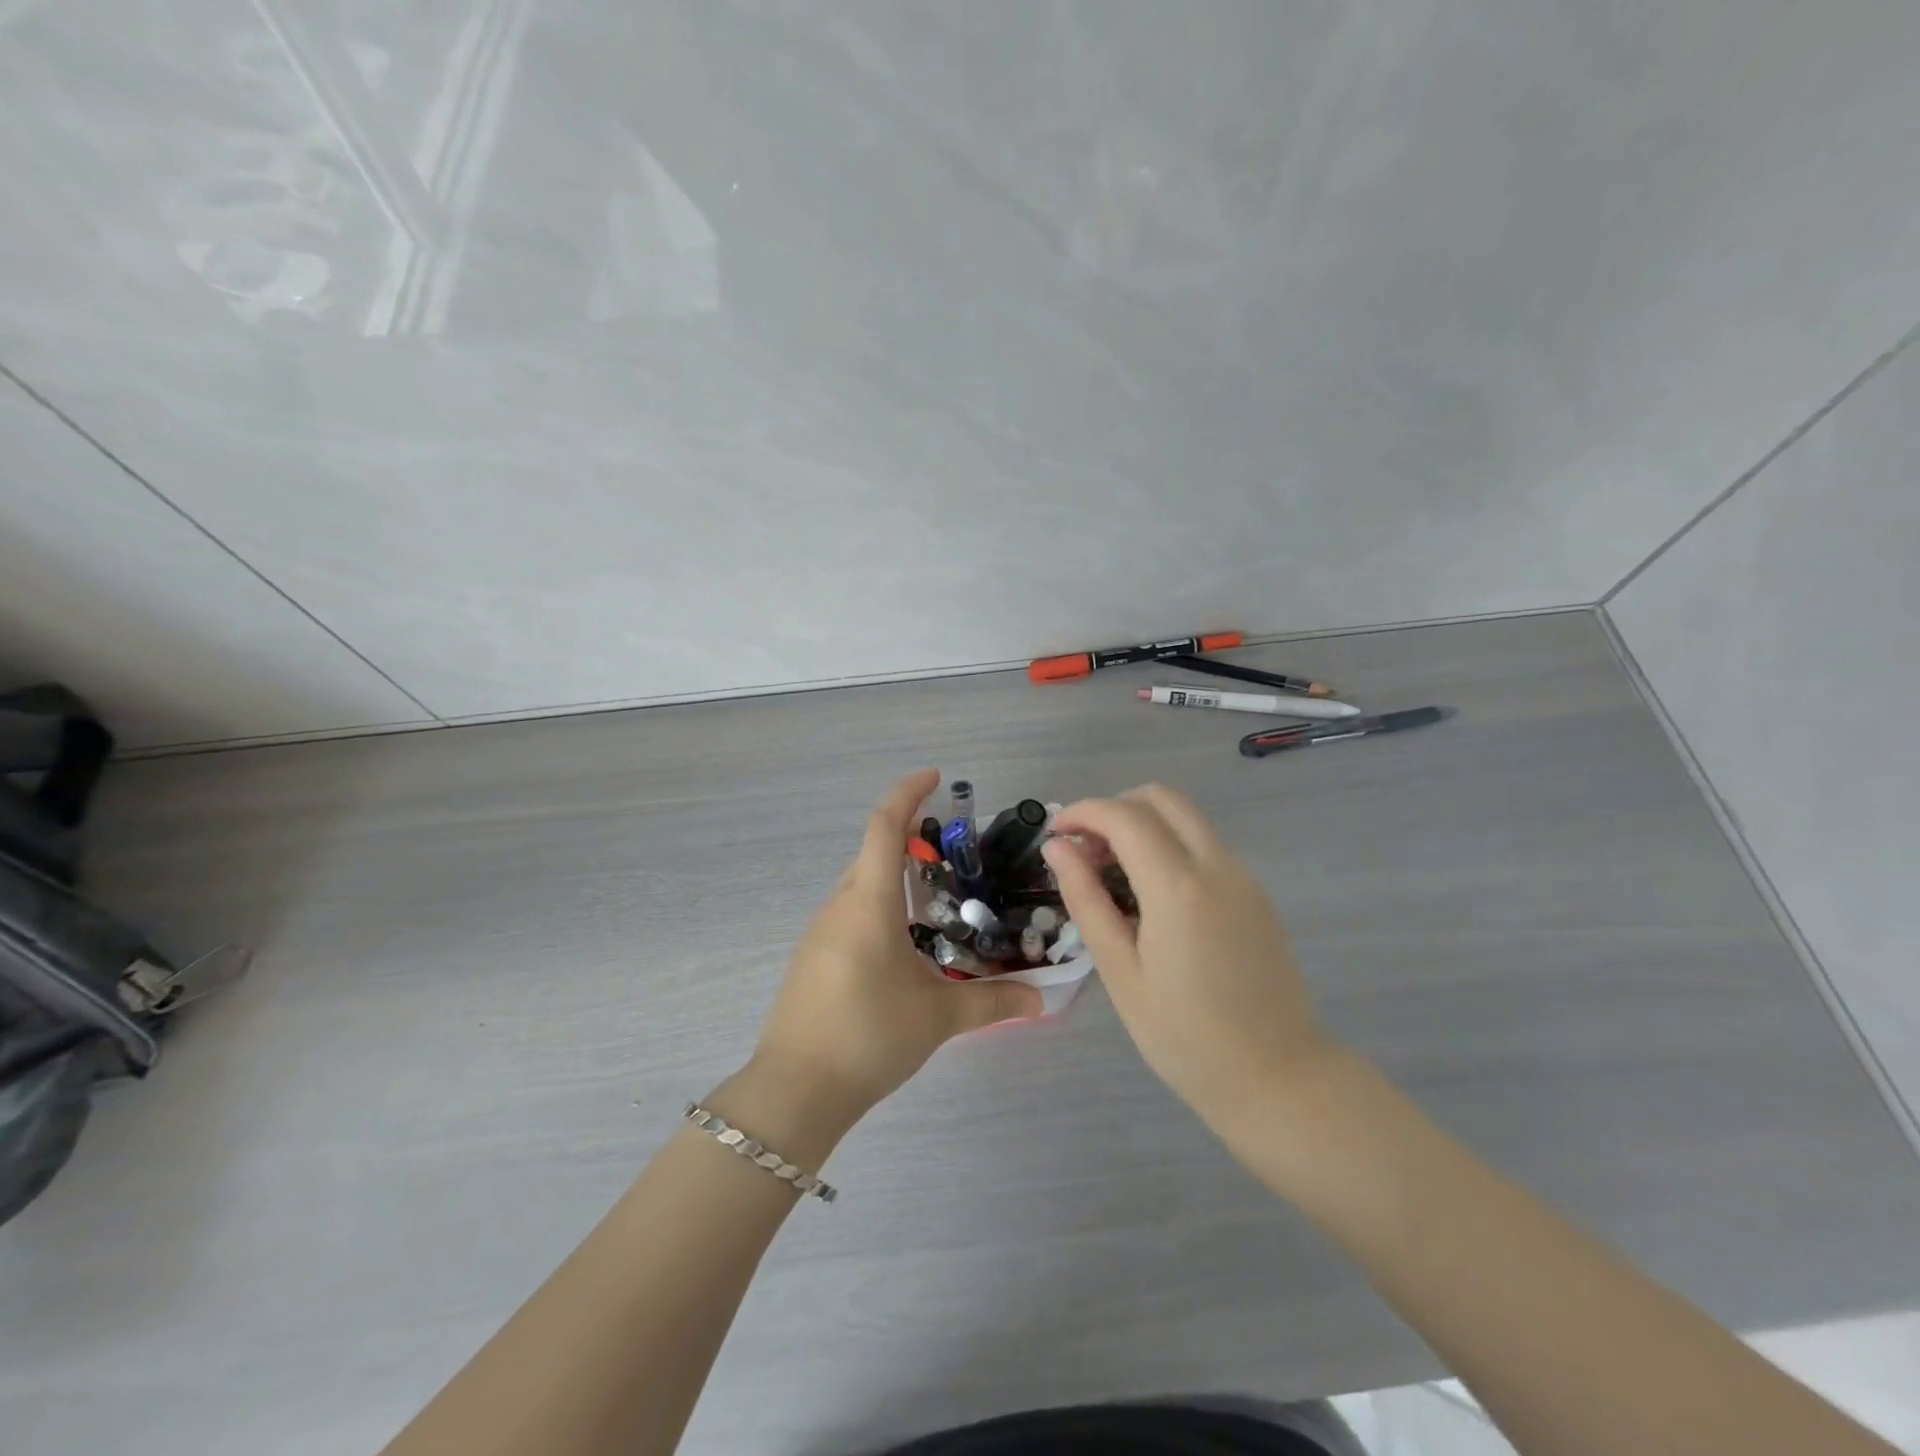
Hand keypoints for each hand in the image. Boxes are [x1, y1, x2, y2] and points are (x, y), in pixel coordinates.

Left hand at [750, 769, 1041, 1122]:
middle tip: (951, 850)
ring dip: (892, 876)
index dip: (907, 793)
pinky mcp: (812, 957)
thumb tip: (1041, 999)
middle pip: (871, 852)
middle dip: (907, 838)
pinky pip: (849, 912)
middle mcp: (839, 906)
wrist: (794, 1090)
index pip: (883, 827)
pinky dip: (878, 906)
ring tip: (934, 897)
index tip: (934, 777)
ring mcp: (819, 932)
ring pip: (859, 884)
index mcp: (868, 903)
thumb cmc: (868, 1036)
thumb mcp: (938, 1017)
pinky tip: (902, 943)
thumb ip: (992, 1001)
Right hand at [1042, 784, 1335, 1133]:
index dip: (1083, 812)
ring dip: (1143, 823)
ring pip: (1187, 816)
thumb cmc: (1185, 1036)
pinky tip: (1150, 891)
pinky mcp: (1255, 892)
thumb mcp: (1121, 971)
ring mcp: (1243, 875)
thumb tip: (1057, 847)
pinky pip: (1205, 843)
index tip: (1055, 834)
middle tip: (1085, 850)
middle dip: (1115, 807)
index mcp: (1177, 886)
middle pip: (1161, 797)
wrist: (1278, 1077)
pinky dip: (1169, 842)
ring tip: (1111, 872)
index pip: (1123, 815)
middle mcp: (1216, 865)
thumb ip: (1086, 899)